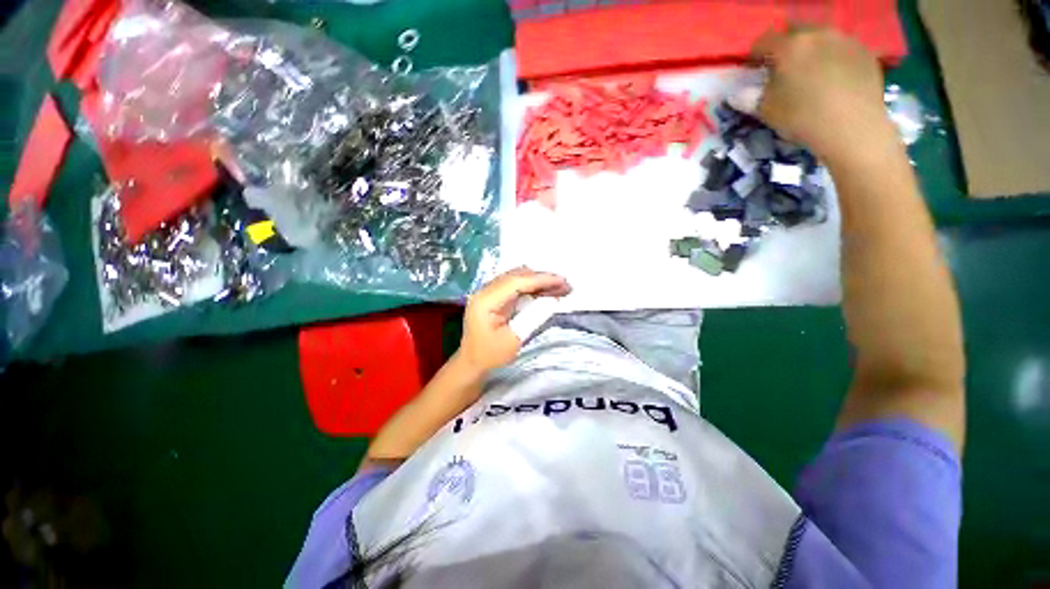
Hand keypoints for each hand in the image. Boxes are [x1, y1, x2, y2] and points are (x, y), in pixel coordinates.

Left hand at [456, 267, 570, 373]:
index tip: (562, 281)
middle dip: (543, 279)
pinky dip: (533, 288)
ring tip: (561, 289)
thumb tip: (553, 300)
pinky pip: (517, 287)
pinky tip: (548, 292)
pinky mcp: (496, 297)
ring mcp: (490, 293)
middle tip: (566, 285)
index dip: (540, 279)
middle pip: (517, 276)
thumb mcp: (514, 339)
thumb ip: (533, 317)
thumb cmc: (490, 355)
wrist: (472, 363)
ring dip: (540, 282)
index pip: (515, 282)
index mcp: (485, 300)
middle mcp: (485, 291)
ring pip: (518, 279)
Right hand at [750, 26, 896, 167]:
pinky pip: (842, 48)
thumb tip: (739, 91)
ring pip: (821, 37)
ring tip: (812, 74)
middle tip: (784, 69)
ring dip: (812, 50)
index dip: (755, 54)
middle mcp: (818, 34)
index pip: (764, 40)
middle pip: (796, 31)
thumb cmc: (802, 118)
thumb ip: (751, 96)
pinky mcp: (865, 52)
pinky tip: (834, 80)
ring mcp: (845, 40)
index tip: (754, 68)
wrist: (853, 128)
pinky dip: (833, 58)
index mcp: (790, 46)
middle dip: (787, 46)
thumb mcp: (767, 111)